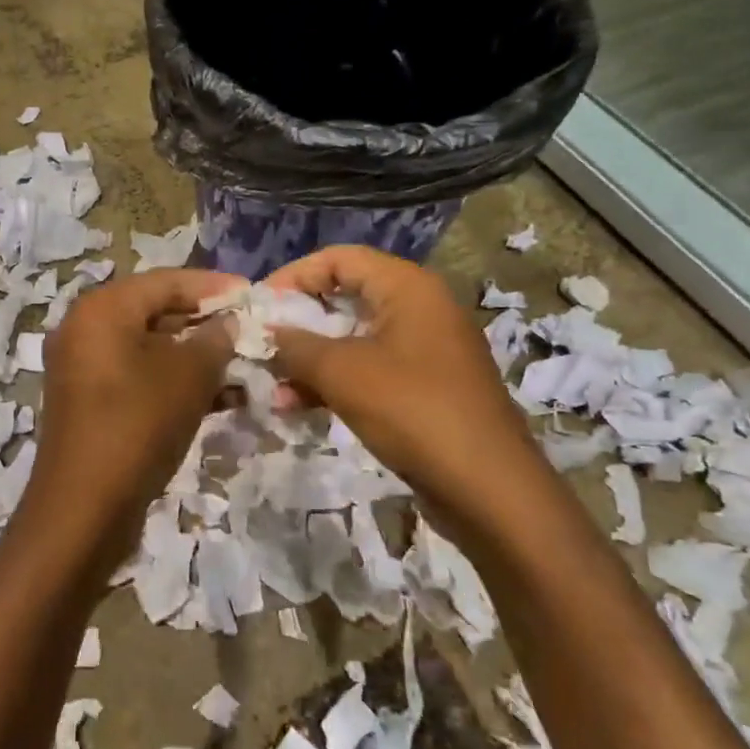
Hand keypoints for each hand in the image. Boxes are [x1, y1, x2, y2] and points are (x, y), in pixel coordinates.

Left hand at [21, 267, 242, 576]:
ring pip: (150, 348)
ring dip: (196, 357)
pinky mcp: (91, 402)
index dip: (213, 286)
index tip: (253, 293)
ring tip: (245, 367)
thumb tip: (228, 323)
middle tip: (250, 331)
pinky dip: (175, 381)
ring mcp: (84, 368)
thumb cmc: (138, 425)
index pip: (165, 281)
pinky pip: (140, 377)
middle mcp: (86, 329)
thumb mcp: (188, 376)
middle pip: (155, 312)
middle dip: (206, 323)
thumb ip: (215, 339)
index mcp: (102, 310)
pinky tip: (221, 397)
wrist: (84, 508)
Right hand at [265, 246, 542, 520]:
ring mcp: (424, 350)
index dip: (294, 276)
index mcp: (407, 287)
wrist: (489, 489)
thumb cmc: (413, 411)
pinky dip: (335, 383)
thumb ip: (297, 345)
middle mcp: (419, 308)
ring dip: (311, 359)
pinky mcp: (424, 388)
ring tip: (273, 386)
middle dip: (299, 321)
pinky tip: (298, 407)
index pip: (339, 258)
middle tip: (262, 343)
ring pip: (353, 339)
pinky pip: (369, 370)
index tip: (259, 305)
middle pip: (345, 297)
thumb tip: (269, 331)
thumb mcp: (343, 372)